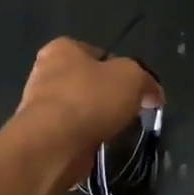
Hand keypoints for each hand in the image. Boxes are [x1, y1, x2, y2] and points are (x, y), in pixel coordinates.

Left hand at [12, 38, 161, 170]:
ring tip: (114, 131)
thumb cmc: (90, 99)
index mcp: (62, 49)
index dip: (120, 69)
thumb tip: (153, 93)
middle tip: (127, 111)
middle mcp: (45, 72)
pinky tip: (97, 145)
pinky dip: (85, 139)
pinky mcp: (41, 134)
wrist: (53, 144)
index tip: (135, 89)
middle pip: (87, 82)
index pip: (98, 53)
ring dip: (96, 119)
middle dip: (107, 96)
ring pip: (79, 109)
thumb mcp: (132, 77)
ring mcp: (39, 105)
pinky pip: (71, 132)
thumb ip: (146, 80)